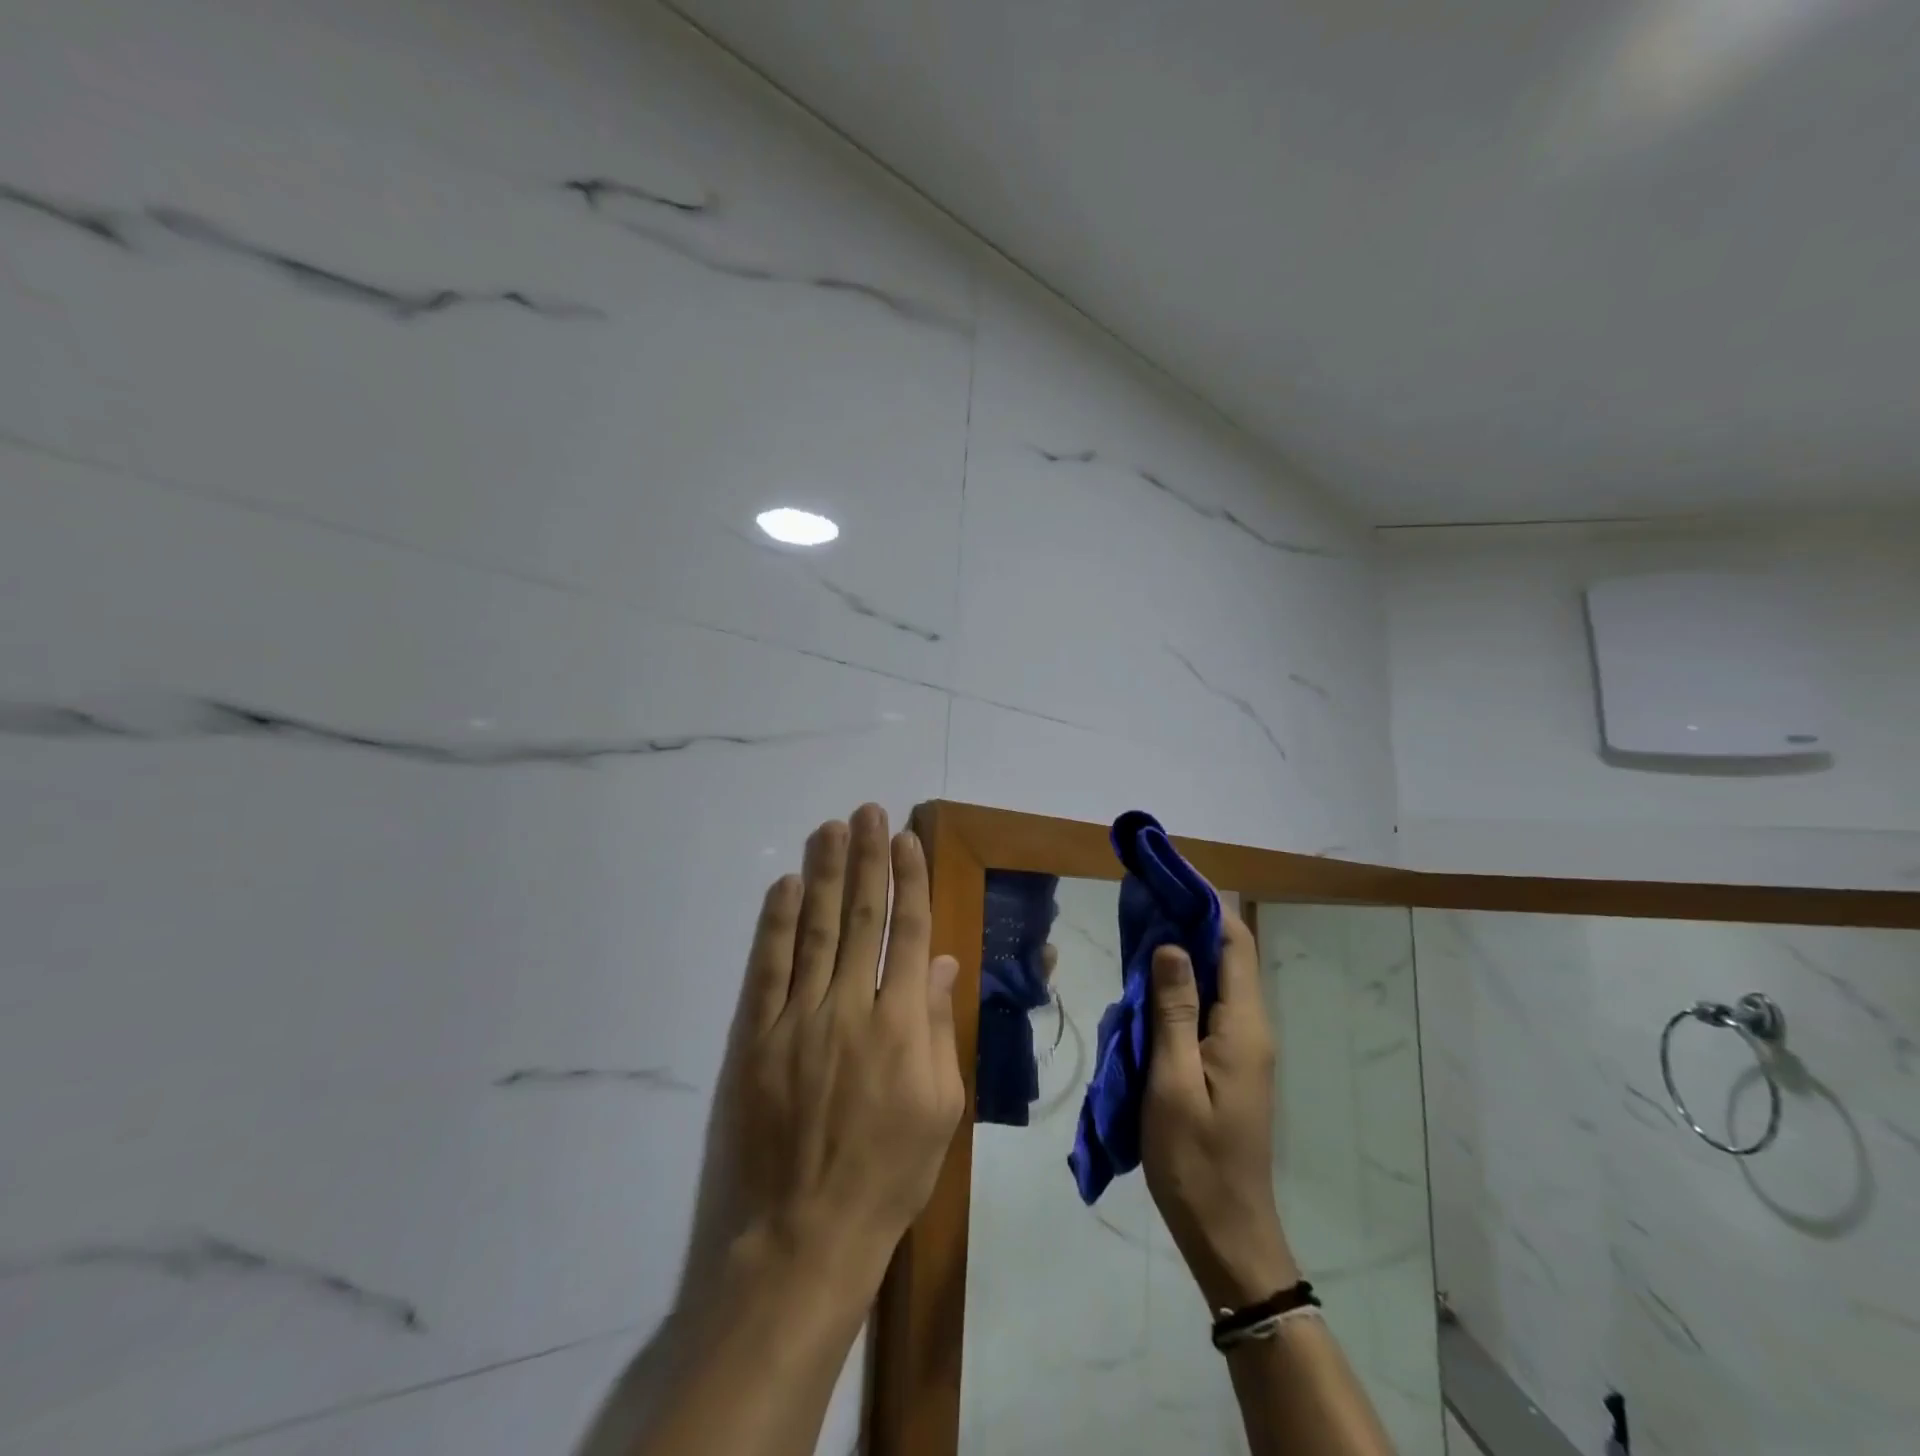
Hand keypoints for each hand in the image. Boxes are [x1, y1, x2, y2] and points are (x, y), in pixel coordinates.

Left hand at [678, 804, 965, 1308]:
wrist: (798, 1239)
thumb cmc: (885, 1179)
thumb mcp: (940, 1111)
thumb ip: (938, 1029)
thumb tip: (939, 964)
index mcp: (901, 1024)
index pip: (907, 933)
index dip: (908, 881)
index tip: (906, 840)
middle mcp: (849, 1007)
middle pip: (862, 917)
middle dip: (867, 859)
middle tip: (867, 812)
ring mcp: (796, 1019)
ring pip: (815, 929)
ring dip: (824, 874)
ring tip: (830, 828)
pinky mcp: (753, 1038)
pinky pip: (767, 967)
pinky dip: (777, 923)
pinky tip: (785, 886)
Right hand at [1141, 910, 1298, 1309]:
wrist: (1226, 1231)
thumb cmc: (1195, 1158)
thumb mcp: (1172, 1081)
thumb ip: (1173, 1010)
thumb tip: (1173, 945)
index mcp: (1243, 1027)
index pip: (1235, 944)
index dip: (1207, 905)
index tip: (1168, 879)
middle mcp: (1250, 1028)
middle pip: (1228, 957)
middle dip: (1190, 923)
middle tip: (1144, 902)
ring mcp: (1242, 1048)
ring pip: (1216, 982)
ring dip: (1183, 954)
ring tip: (1140, 933)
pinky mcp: (1228, 1064)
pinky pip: (1206, 1008)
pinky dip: (1180, 986)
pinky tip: (1148, 986)